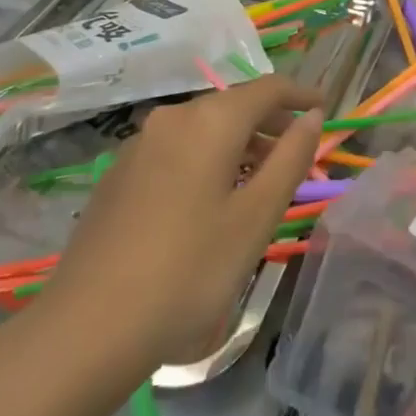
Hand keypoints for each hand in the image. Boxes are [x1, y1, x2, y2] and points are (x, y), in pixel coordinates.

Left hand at [40, 76, 323, 367]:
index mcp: (210, 121)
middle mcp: (173, 118)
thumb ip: (291, 158)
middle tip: (298, 151)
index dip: (301, 94)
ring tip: (261, 179)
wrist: (89, 327)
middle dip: (270, 122)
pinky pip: (177, 149)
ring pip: (203, 128)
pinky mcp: (119, 174)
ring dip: (239, 143)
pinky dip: (207, 158)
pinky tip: (212, 198)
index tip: (326, 107)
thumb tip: (312, 116)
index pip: (268, 88)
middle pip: (233, 105)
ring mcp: (139, 144)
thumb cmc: (190, 270)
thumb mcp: (256, 216)